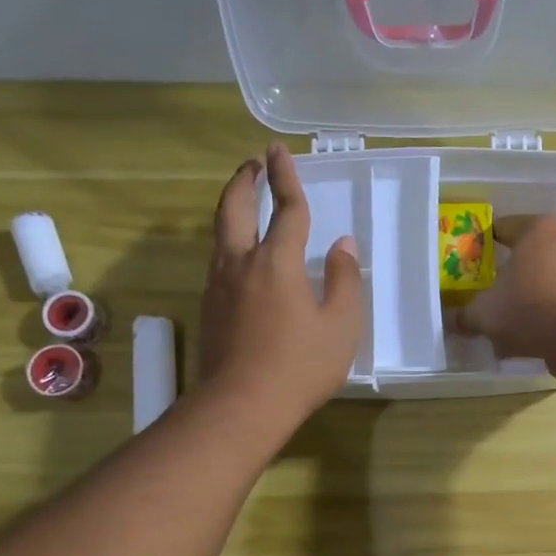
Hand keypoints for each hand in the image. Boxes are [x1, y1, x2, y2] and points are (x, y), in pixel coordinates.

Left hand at [200, 143, 362, 423]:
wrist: (242, 405)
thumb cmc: (300, 365)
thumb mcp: (341, 325)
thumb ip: (345, 281)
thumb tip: (344, 246)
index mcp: (277, 262)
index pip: (286, 209)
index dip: (286, 177)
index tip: (280, 150)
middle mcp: (241, 263)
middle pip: (236, 208)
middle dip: (244, 180)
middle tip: (253, 162)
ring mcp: (219, 285)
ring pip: (221, 232)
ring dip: (233, 207)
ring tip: (246, 200)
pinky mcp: (210, 307)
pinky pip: (219, 260)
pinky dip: (230, 240)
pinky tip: (242, 254)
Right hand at [456, 214, 555, 380]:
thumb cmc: (530, 308)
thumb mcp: (485, 313)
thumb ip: (466, 315)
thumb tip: (454, 321)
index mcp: (538, 228)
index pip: (502, 227)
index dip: (482, 244)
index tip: (468, 263)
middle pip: (527, 255)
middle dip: (507, 276)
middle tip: (487, 294)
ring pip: (546, 281)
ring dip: (528, 299)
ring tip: (507, 323)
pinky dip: (547, 315)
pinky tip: (530, 337)